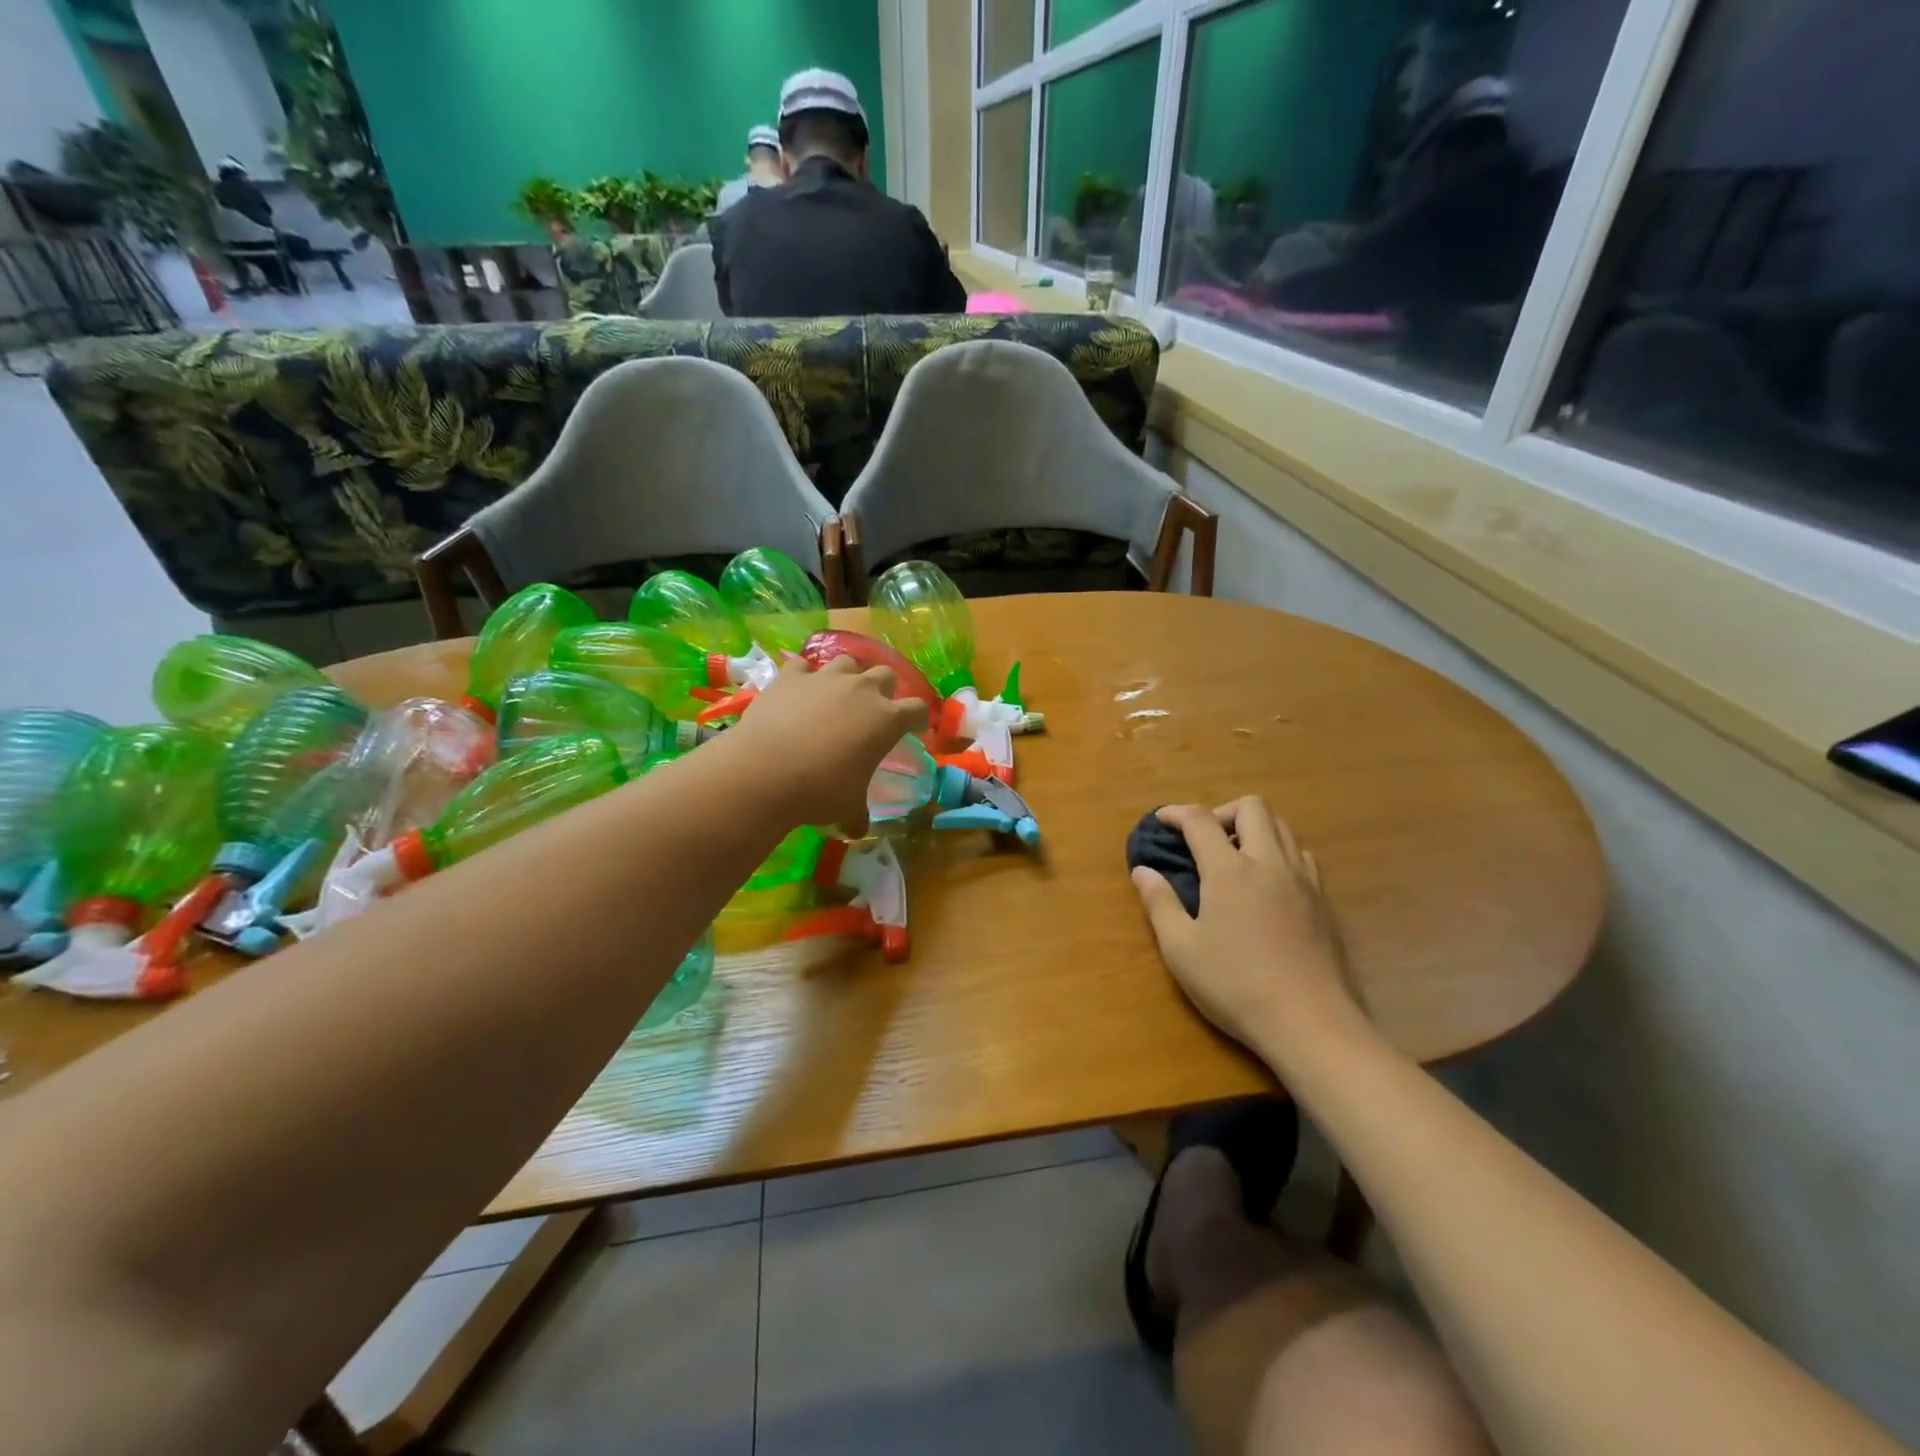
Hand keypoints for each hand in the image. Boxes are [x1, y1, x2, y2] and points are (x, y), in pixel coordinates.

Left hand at [725, 655, 928, 832]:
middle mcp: (861, 690)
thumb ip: (858, 813)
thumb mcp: (848, 807)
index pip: (917, 710)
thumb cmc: (819, 791)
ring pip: (847, 662)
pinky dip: (804, 677)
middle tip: (873, 710)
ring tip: (837, 694)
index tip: (914, 728)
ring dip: (848, 676)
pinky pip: (803, 666)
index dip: (918, 719)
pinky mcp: (790, 676)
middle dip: (884, 690)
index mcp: (886, 720)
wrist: (764, 772)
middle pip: (885, 675)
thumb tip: (857, 830)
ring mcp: (825, 678)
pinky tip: (798, 690)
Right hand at [1131, 798, 1363, 1059]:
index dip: (1177, 813)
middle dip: (1222, 811)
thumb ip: (1160, 903)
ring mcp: (1303, 880)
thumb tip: (1143, 870)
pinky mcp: (1324, 901)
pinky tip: (1266, 882)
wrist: (1311, 1023)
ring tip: (1234, 856)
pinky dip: (1278, 851)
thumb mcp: (1181, 949)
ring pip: (1283, 826)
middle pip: (1252, 807)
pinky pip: (1301, 854)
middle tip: (1203, 839)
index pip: (1201, 821)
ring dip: (1254, 827)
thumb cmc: (1236, 986)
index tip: (1161, 820)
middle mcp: (1269, 863)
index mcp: (1230, 871)